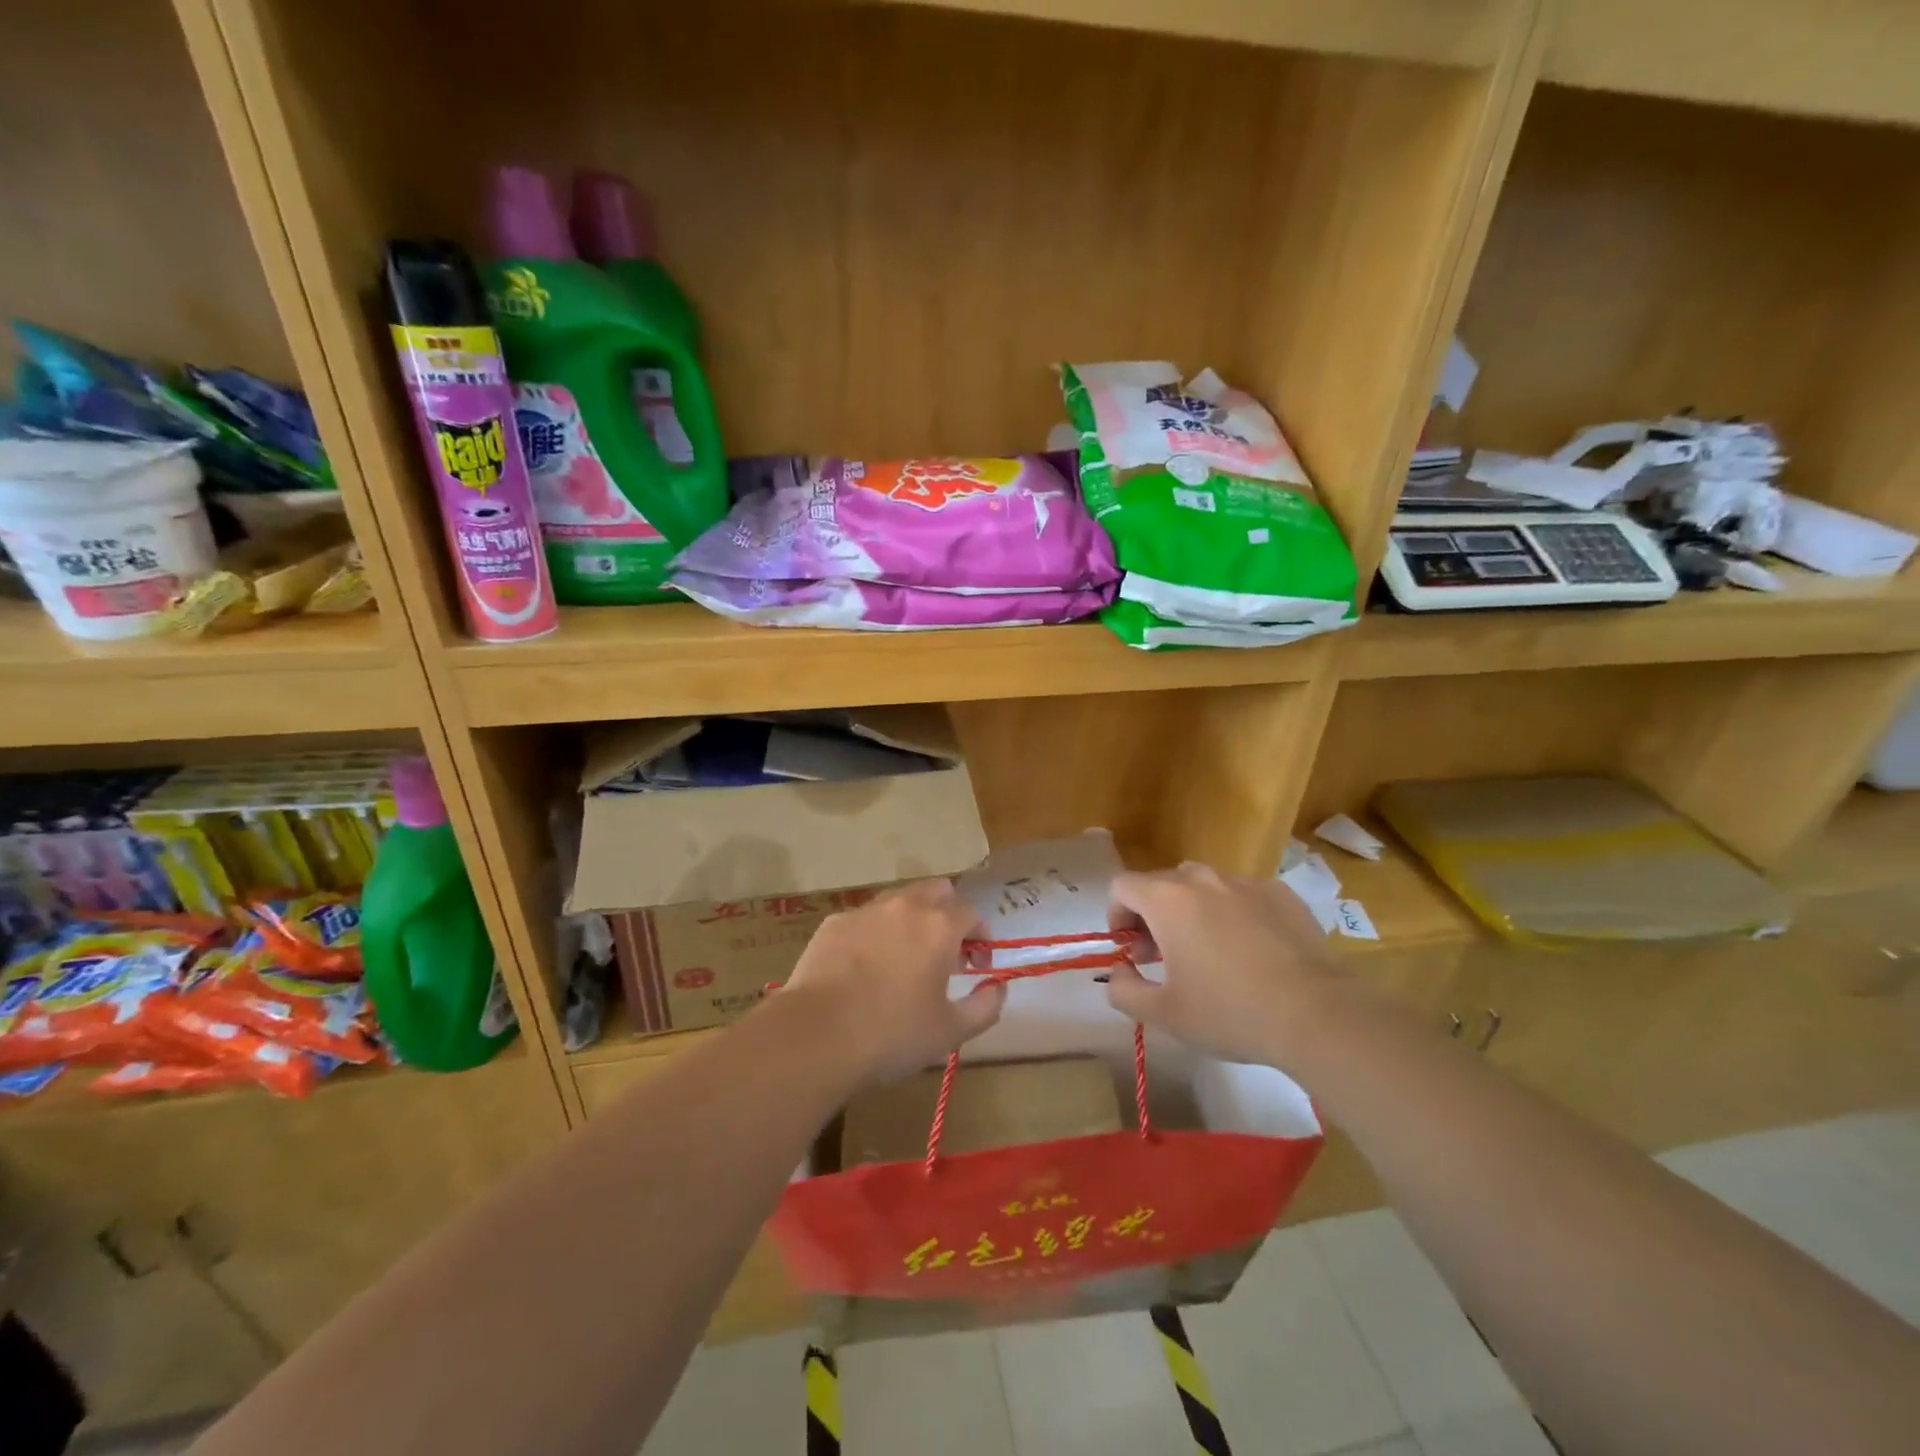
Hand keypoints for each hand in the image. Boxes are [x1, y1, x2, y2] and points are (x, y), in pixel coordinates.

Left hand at [782, 879, 1004, 1083]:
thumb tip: (998, 987)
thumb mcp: (951, 1032)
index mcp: (939, 926)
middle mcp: (905, 906)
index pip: (972, 915)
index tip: (977, 967)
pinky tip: (864, 968)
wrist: (817, 1034)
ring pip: (898, 900)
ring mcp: (865, 911)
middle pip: (937, 890)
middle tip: (945, 953)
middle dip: (948, 914)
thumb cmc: (893, 1034)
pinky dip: (875, 934)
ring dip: (911, 920)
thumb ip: (986, 1006)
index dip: (980, 938)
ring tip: (905, 959)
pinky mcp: (833, 923)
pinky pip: (864, 919)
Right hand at [1103, 862, 1339, 1067]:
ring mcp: (1245, 882)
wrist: (1318, 1014)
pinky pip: (1241, 895)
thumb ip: (1123, 989)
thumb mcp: (1163, 1014)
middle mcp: (1203, 878)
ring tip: (1208, 955)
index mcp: (1167, 899)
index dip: (1116, 915)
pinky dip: (1233, 915)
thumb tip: (1119, 971)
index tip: (1130, 948)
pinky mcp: (1282, 894)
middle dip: (1152, 917)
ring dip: (1191, 912)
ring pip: (1203, 887)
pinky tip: (1251, 953)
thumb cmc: (1230, 1012)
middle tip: (1164, 959)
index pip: (1122, 886)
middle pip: (1161, 884)